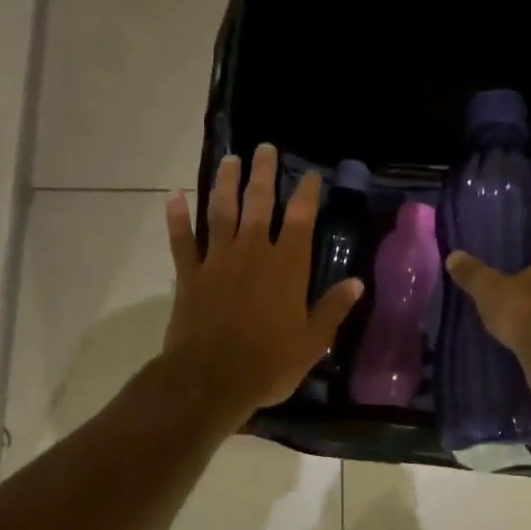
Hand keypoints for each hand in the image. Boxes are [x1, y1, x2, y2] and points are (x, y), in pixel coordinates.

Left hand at [162, 143, 364, 421]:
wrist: (210, 381)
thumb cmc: (268, 364)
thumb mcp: (312, 343)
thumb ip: (333, 309)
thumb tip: (357, 283)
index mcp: (286, 266)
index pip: (300, 218)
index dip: (306, 193)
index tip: (310, 174)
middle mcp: (252, 252)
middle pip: (258, 202)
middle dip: (263, 173)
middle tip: (264, 148)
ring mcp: (217, 260)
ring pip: (221, 211)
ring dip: (225, 183)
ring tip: (230, 160)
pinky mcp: (190, 274)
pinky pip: (181, 240)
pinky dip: (177, 217)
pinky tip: (173, 196)